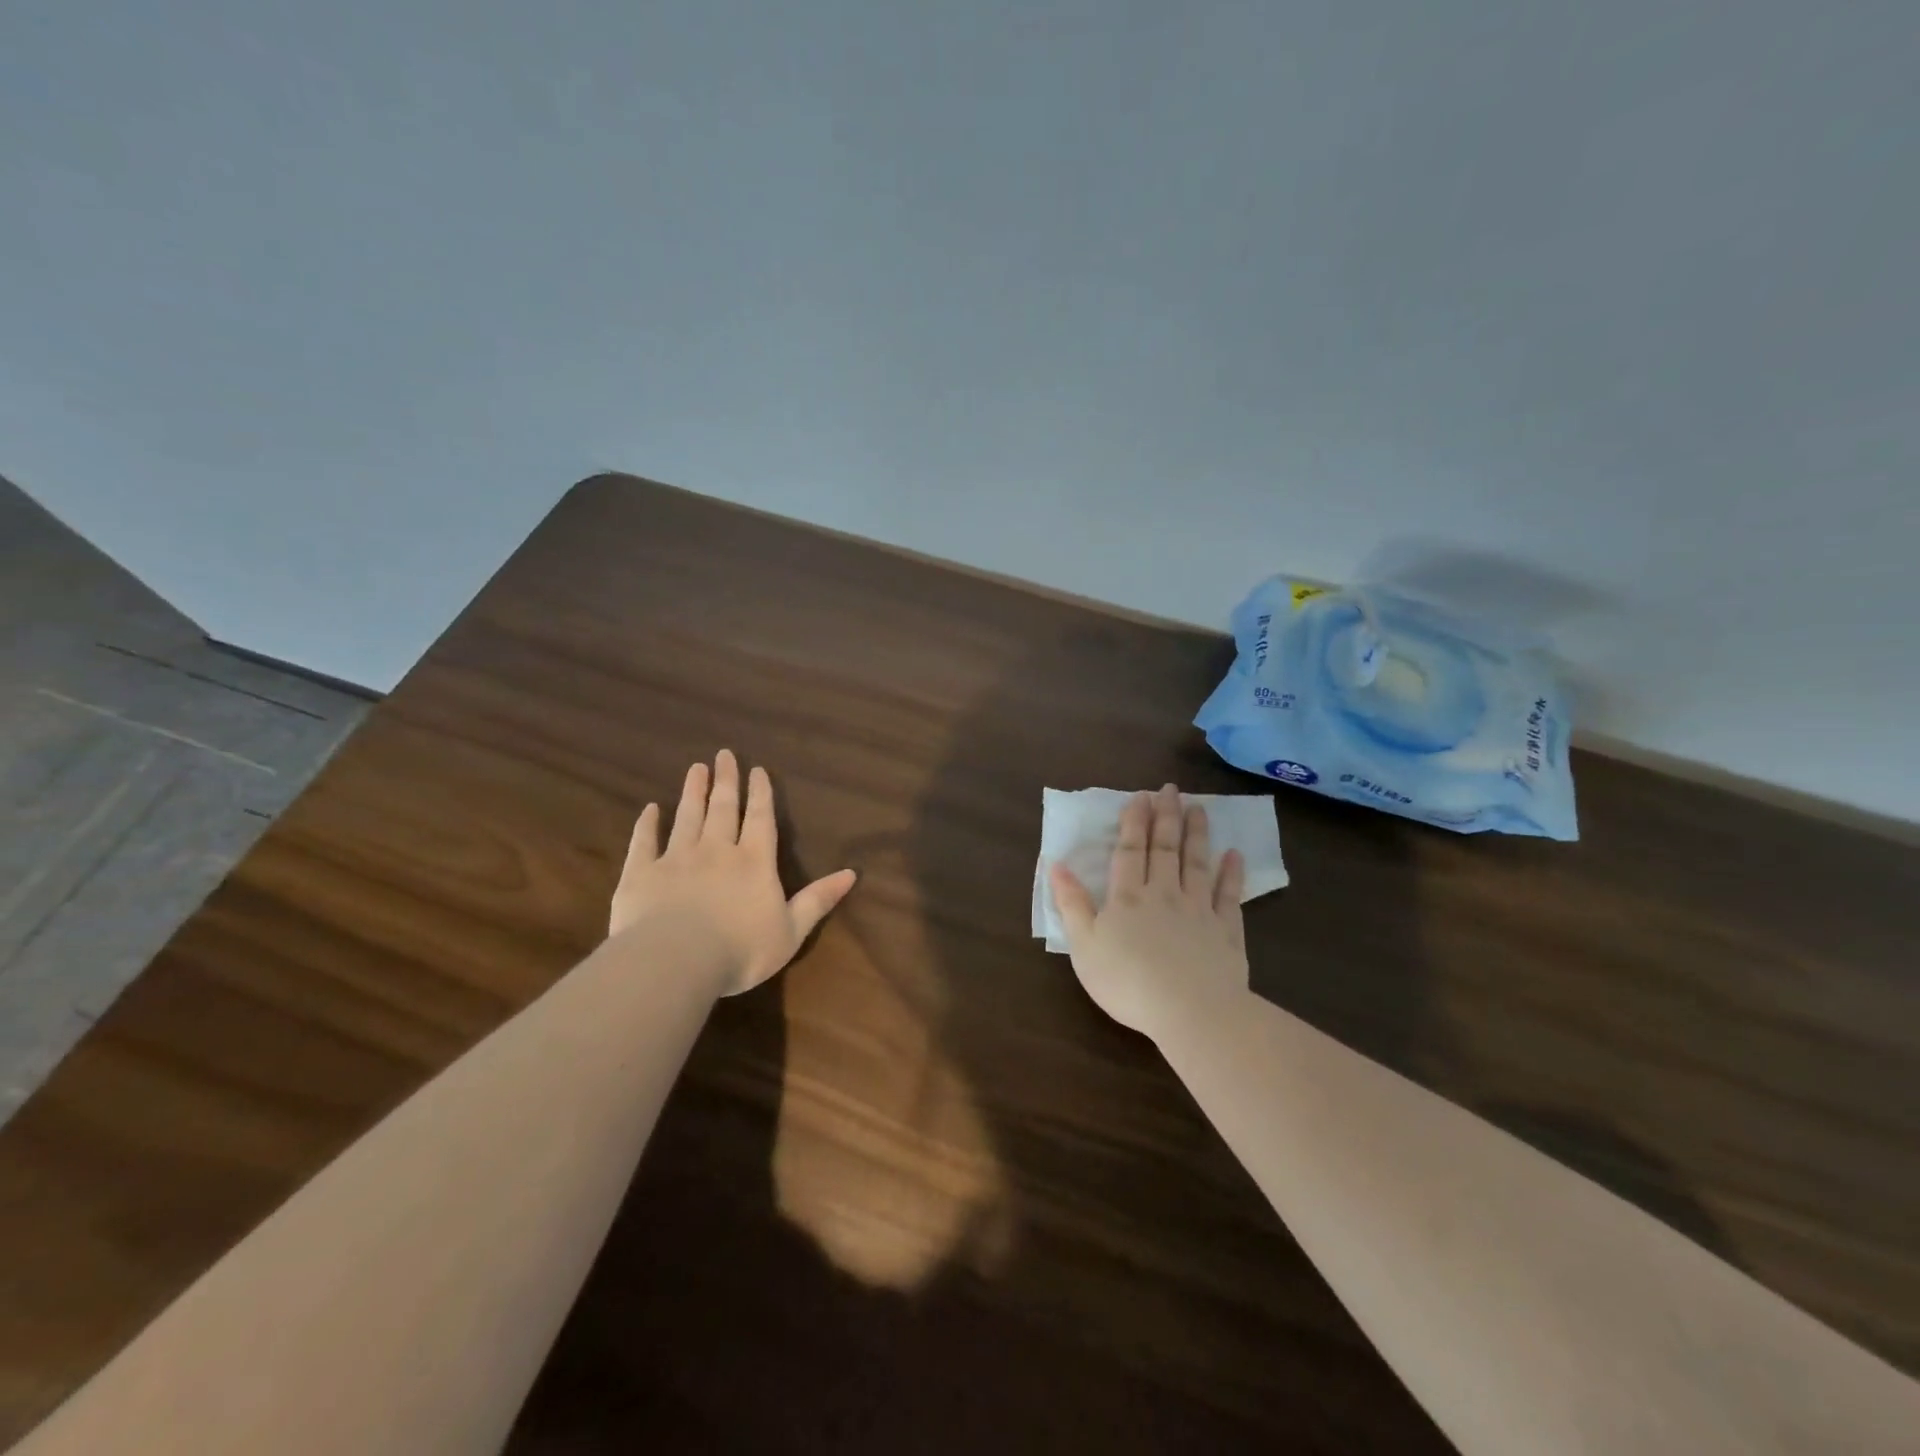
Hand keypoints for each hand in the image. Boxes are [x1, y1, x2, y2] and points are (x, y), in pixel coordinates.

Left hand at [610, 750, 857, 995]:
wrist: (675, 961)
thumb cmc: (741, 950)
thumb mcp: (791, 931)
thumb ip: (818, 900)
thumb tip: (852, 873)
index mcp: (754, 863)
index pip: (760, 819)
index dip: (760, 794)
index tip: (757, 770)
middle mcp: (717, 851)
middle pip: (723, 809)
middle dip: (726, 781)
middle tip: (724, 755)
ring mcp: (677, 859)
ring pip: (687, 817)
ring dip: (693, 792)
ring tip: (695, 768)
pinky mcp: (642, 874)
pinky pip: (645, 842)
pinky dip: (648, 824)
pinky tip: (650, 810)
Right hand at [1049, 784, 1247, 1038]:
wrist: (1190, 1011)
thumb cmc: (1127, 981)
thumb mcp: (1083, 945)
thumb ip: (1071, 903)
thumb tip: (1056, 864)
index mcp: (1127, 897)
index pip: (1131, 849)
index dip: (1134, 821)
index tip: (1141, 795)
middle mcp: (1164, 893)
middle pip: (1165, 848)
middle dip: (1166, 816)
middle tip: (1171, 789)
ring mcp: (1199, 910)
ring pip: (1197, 863)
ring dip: (1197, 834)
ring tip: (1198, 808)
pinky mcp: (1226, 931)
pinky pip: (1229, 895)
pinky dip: (1231, 874)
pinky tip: (1234, 855)